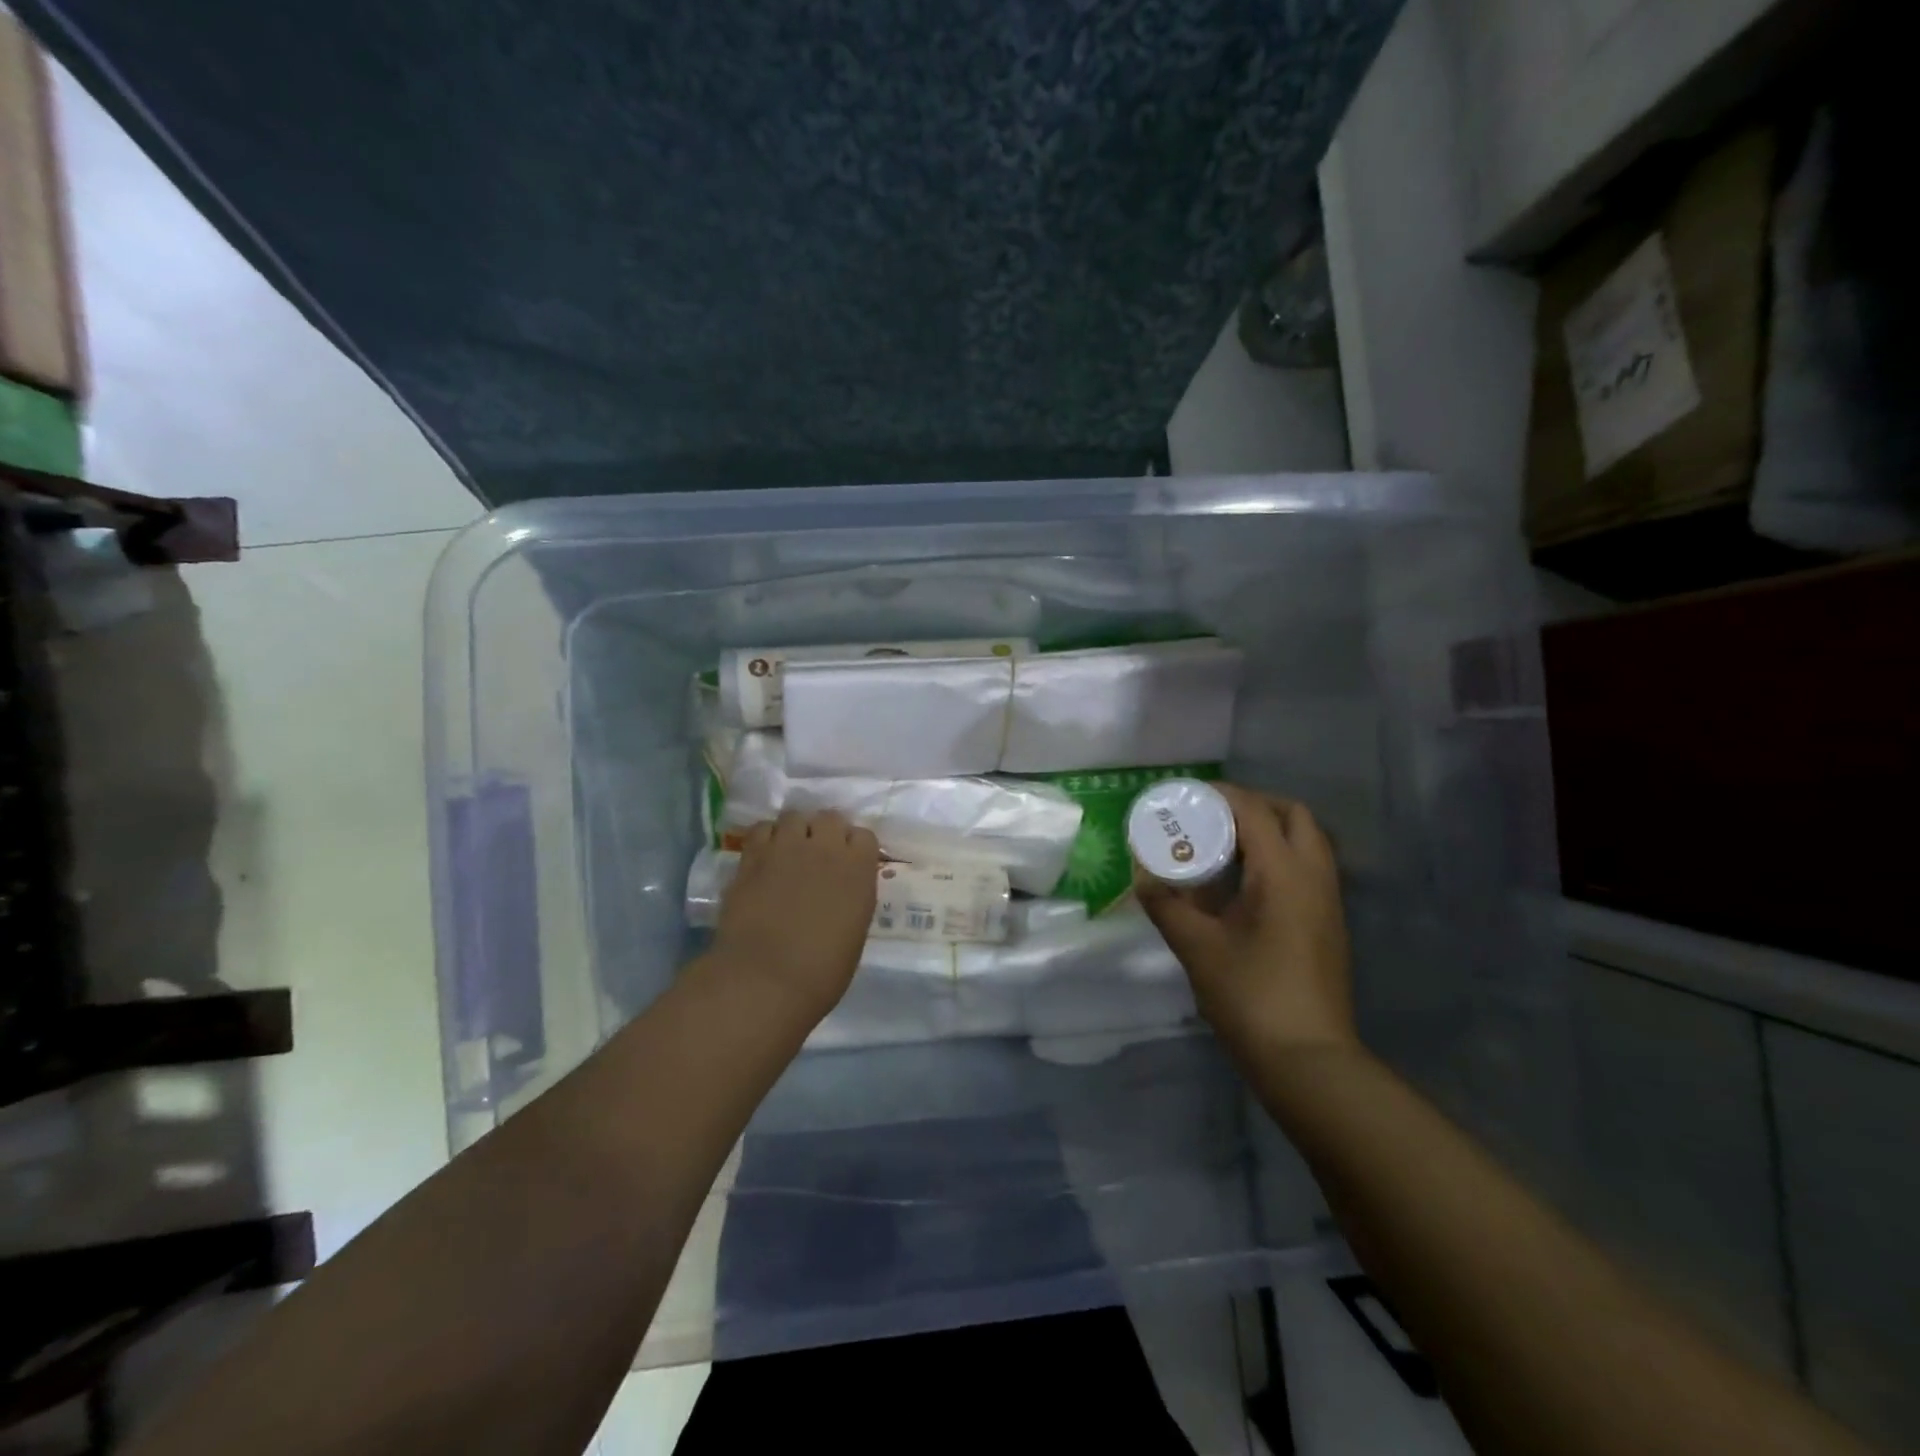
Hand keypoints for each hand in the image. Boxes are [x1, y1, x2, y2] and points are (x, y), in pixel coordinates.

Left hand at [712, 810, 879, 1023]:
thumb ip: (851, 899)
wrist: (765, 980)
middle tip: (818, 856)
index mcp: (858, 870)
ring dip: (795, 831)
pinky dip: (766, 837)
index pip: (864, 836)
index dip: (855, 848)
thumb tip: (841, 892)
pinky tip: (764, 857)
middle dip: (825, 832)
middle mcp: (826, 849)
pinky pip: (762, 829)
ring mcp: (787, 848)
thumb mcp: (854, 933)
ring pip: (794, 816)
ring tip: (788, 852)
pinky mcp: (753, 856)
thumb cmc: (821, 972)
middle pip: (830, 817)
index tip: (848, 864)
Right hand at [1136, 784, 1355, 1057]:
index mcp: (1284, 874)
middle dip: (1253, 805)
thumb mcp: (1196, 947)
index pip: (1255, 811)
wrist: (1307, 1061)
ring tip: (1222, 846)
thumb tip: (1142, 876)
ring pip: (1305, 842)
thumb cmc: (1250, 996)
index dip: (1220, 795)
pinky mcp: (1327, 924)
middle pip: (1293, 816)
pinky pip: (1306, 868)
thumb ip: (1166, 905)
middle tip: (1211, 816)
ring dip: (1268, 831)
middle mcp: (1314, 877)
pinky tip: (1241, 884)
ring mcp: (1326, 902)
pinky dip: (1276, 858)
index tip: (1185, 796)